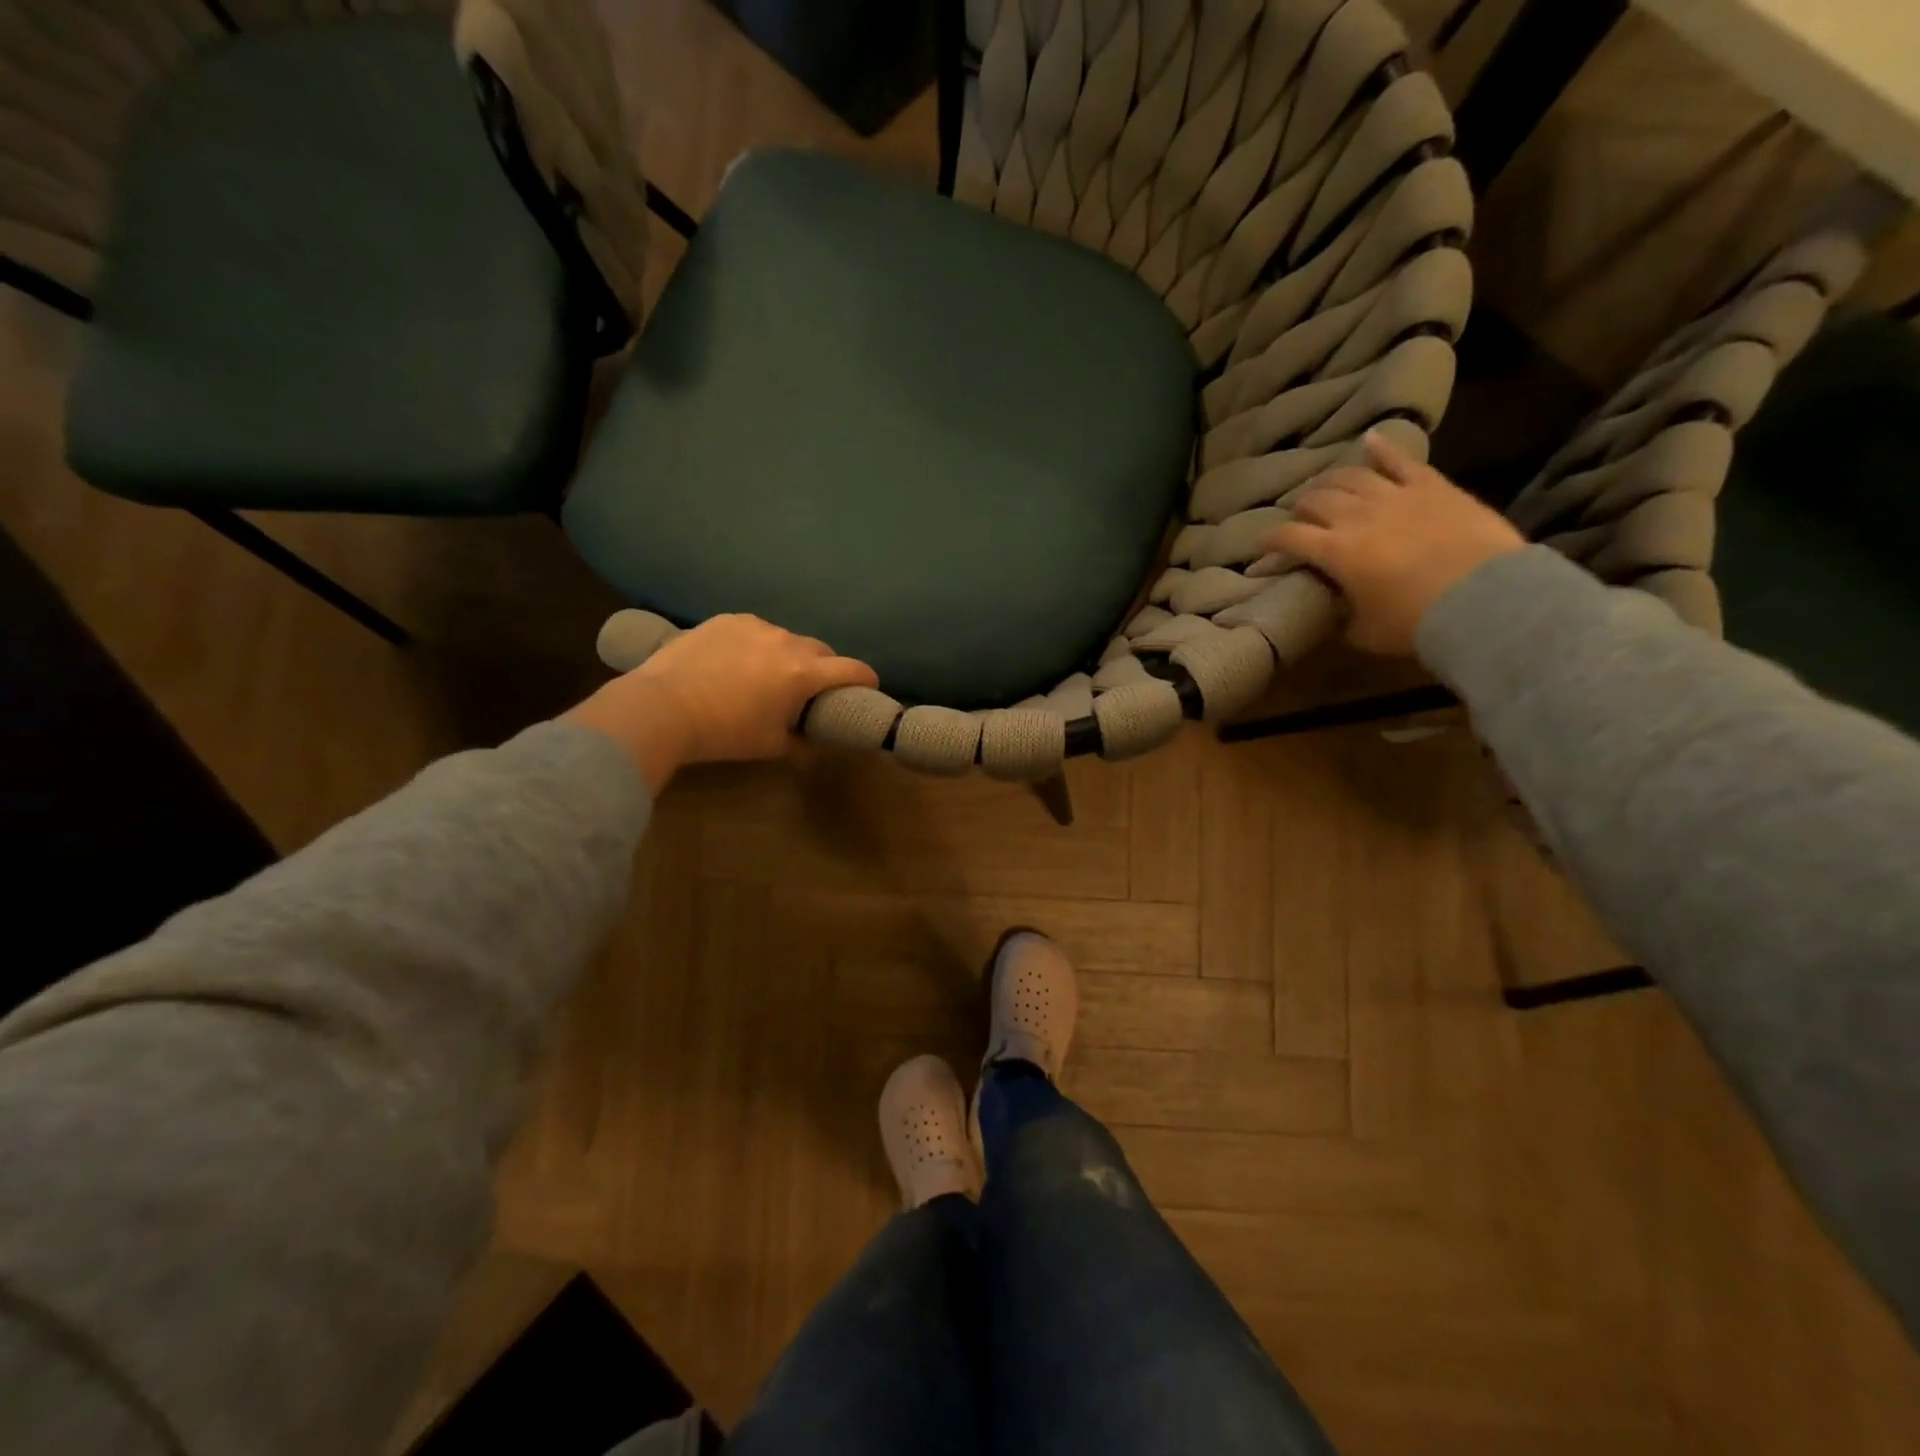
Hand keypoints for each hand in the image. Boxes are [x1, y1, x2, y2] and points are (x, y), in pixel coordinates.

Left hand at [563, 614, 877, 790]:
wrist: (661, 707)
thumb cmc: (723, 733)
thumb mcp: (770, 745)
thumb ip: (801, 742)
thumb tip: (814, 743)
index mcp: (803, 673)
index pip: (853, 669)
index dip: (866, 679)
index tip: (868, 687)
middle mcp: (786, 641)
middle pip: (822, 650)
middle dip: (824, 668)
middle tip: (810, 689)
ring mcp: (755, 625)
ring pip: (787, 638)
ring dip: (789, 655)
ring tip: (767, 675)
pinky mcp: (726, 619)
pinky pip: (755, 630)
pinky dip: (757, 644)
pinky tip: (737, 661)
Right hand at [1262, 431, 1525, 655]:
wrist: (1485, 599)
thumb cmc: (1416, 623)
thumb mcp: (1364, 633)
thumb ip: (1342, 617)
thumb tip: (1335, 610)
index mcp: (1335, 552)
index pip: (1289, 537)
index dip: (1269, 541)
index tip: (1259, 547)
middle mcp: (1357, 516)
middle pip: (1316, 500)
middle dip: (1300, 509)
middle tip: (1298, 519)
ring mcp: (1395, 496)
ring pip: (1350, 476)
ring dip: (1331, 480)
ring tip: (1325, 487)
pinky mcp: (1432, 487)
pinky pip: (1402, 460)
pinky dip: (1383, 448)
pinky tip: (1370, 439)